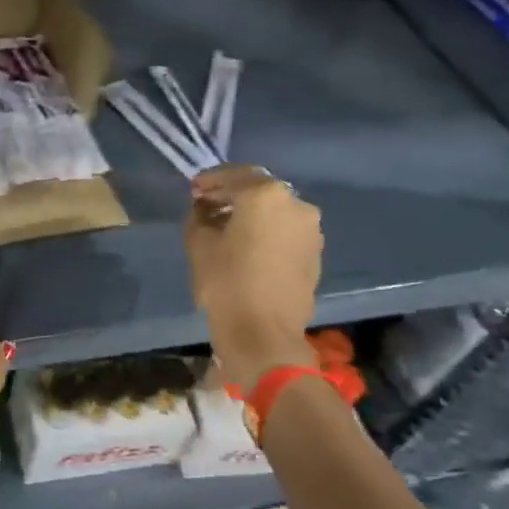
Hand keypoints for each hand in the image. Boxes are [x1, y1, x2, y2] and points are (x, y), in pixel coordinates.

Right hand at [184, 165, 322, 389]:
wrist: (264, 333)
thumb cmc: (226, 282)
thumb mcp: (198, 243)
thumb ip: (199, 215)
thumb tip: (205, 207)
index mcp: (265, 195)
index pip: (233, 175)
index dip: (210, 181)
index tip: (193, 189)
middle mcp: (295, 204)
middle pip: (258, 190)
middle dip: (232, 195)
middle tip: (208, 205)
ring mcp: (310, 229)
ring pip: (275, 210)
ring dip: (251, 213)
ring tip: (227, 227)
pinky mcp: (315, 252)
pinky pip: (286, 230)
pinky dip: (267, 230)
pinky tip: (248, 245)